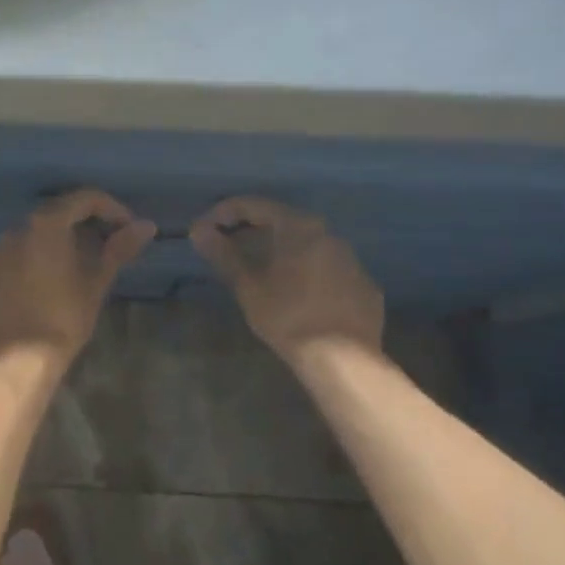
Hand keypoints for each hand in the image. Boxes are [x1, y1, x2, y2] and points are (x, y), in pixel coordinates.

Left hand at [0, 190, 155, 372]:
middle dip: (80, 227)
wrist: (16, 363)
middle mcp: (13, 231)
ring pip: (27, 241)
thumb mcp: (95, 284)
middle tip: (102, 249)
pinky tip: (37, 295)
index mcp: (45, 226)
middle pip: (53, 216)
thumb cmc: (63, 319)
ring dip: (50, 249)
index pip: (84, 199)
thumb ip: (119, 249)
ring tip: (69, 274)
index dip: (111, 209)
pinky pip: (7, 265)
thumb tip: (146, 226)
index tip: (127, 229)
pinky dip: (25, 271)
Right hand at [192, 197, 383, 367]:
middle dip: (251, 232)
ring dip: (281, 253)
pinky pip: (328, 271)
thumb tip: (199, 231)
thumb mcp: (249, 287)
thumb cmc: (288, 316)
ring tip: (259, 274)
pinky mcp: (365, 287)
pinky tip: (296, 297)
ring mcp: (352, 261)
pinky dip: (306, 274)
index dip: (222, 214)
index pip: (253, 206)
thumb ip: (224, 254)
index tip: (202, 232)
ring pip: (308, 247)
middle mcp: (329, 234)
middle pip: (283, 222)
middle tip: (227, 249)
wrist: (343, 359)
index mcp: (299, 227)